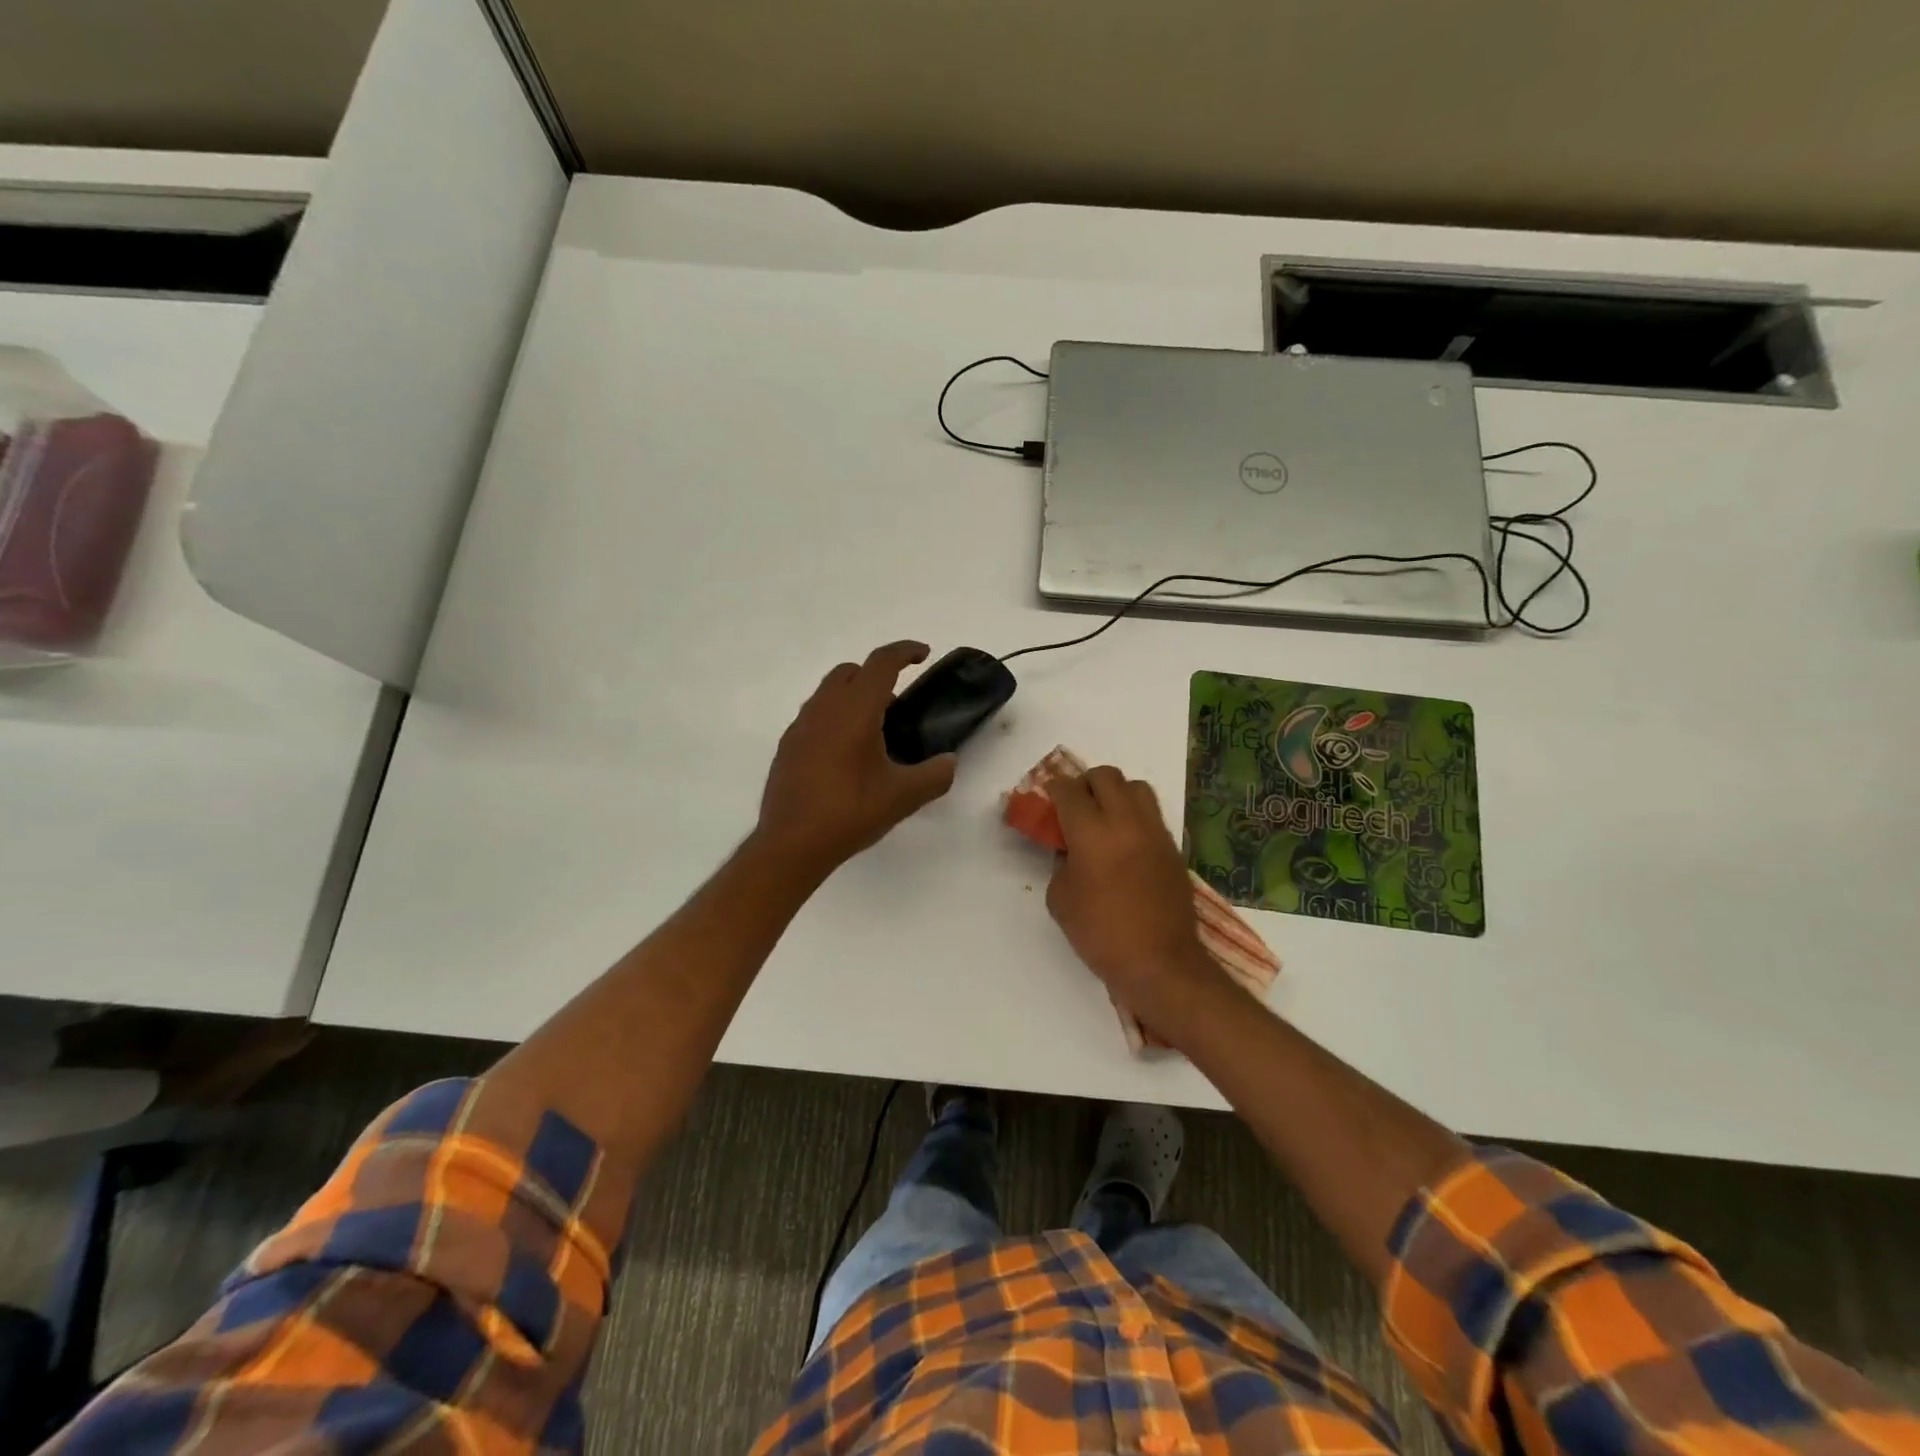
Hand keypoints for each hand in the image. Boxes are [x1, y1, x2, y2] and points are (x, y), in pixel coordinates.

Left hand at [756, 641, 957, 870]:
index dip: (904, 651)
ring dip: (853, 696)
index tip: (923, 654)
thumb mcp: (903, 797)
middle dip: (877, 674)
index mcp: (854, 711)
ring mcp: (800, 727)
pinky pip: (815, 716)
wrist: (791, 845)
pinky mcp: (788, 746)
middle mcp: (824, 709)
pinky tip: (846, 754)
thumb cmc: (850, 813)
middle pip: (850, 672)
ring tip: (875, 731)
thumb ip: (935, 775)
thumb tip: (950, 762)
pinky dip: (835, 717)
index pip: (881, 663)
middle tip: (898, 703)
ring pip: (829, 692)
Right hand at [1045, 766, 1229, 1033]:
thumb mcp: (1061, 900)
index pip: (1069, 790)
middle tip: (1075, 805)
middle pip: (1106, 776)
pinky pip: (1151, 814)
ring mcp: (1155, 832)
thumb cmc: (1101, 935)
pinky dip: (1134, 816)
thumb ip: (1061, 864)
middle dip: (1085, 783)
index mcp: (1091, 833)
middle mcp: (1126, 822)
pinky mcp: (1173, 847)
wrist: (1160, 963)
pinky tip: (1124, 842)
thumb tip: (1070, 849)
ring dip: (1116, 793)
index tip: (1048, 795)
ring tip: (1104, 818)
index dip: (1054, 787)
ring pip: (1136, 787)